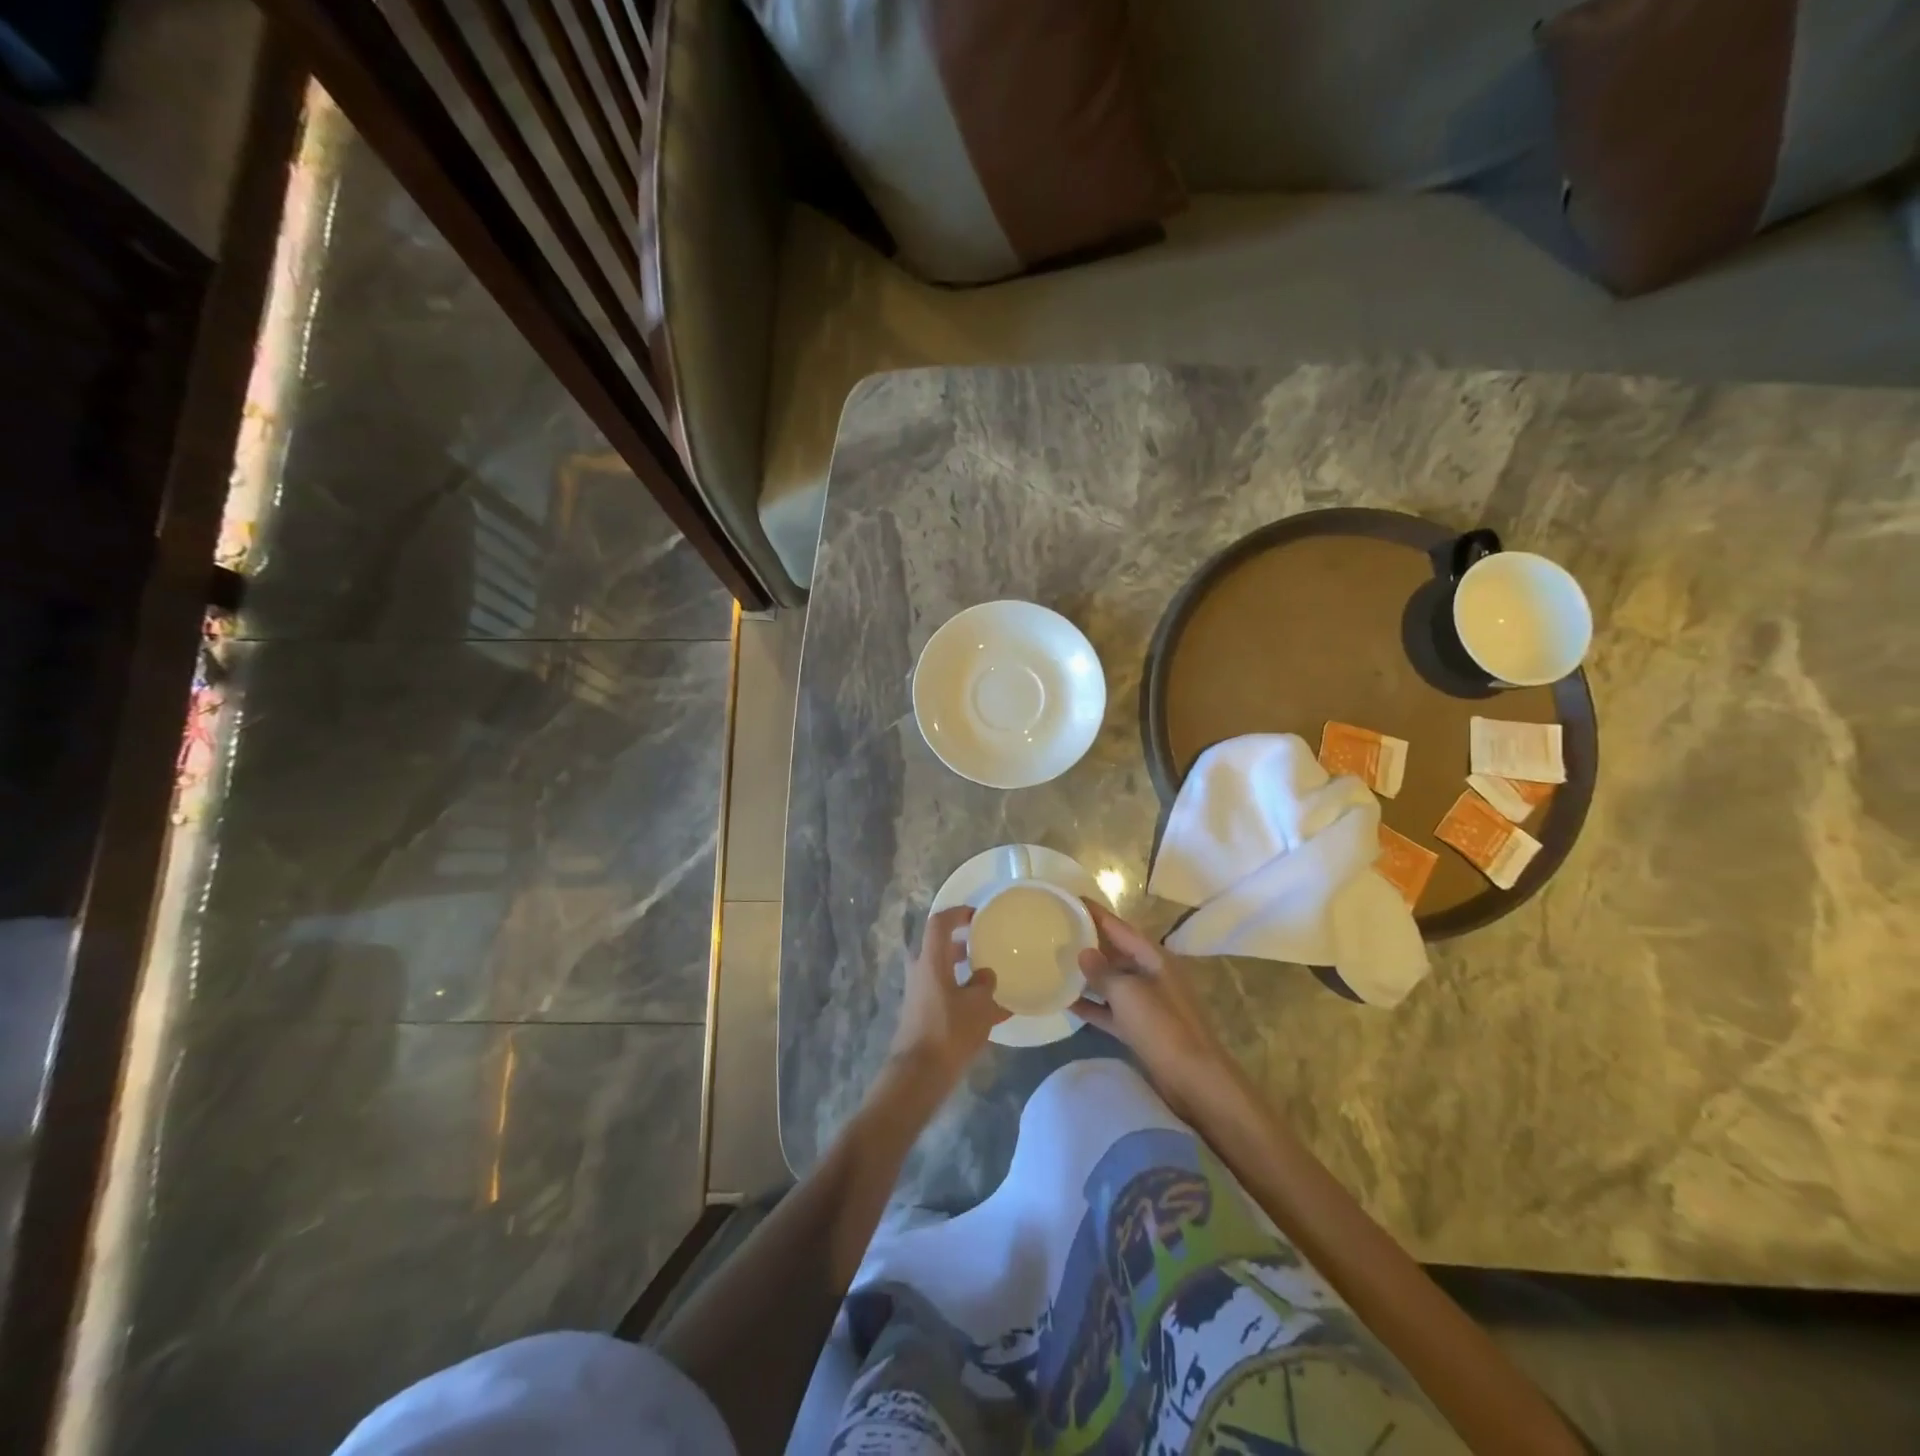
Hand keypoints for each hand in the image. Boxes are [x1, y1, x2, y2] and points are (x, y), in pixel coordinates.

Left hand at [885, 906, 1008, 1097]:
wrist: (919, 1074)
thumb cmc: (949, 1031)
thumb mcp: (979, 1006)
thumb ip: (985, 984)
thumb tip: (985, 975)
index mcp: (931, 961)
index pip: (939, 923)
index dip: (957, 913)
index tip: (977, 915)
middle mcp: (920, 971)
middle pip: (940, 947)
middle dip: (963, 944)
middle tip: (987, 944)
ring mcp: (919, 993)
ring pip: (943, 971)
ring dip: (964, 970)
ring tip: (992, 977)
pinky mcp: (922, 1014)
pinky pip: (945, 993)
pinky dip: (963, 994)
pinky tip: (989, 1011)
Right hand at [1072, 901, 1234, 1116]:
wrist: (1194, 1080)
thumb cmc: (1163, 1027)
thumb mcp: (1129, 994)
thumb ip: (1104, 972)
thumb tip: (1083, 953)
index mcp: (1154, 958)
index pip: (1120, 927)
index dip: (1096, 913)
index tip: (1071, 899)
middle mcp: (1152, 975)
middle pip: (1116, 952)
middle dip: (1089, 941)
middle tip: (1057, 930)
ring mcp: (1147, 1003)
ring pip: (1112, 981)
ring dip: (1088, 975)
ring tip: (1056, 963)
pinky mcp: (1141, 1029)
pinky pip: (1111, 1010)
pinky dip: (1093, 1006)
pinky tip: (1067, 1003)